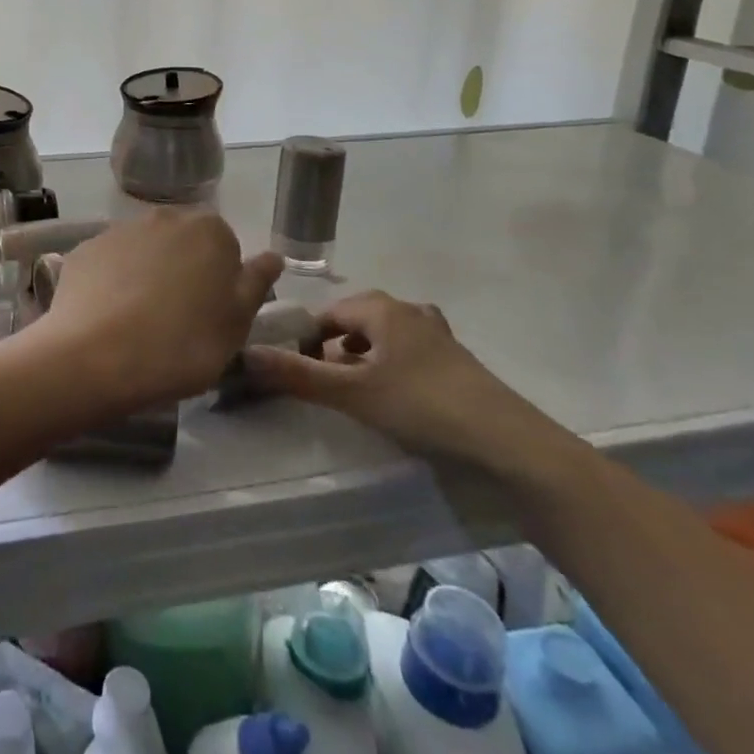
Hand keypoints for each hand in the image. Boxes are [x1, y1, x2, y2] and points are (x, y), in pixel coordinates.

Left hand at [34, 209, 280, 414]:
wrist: (98, 356)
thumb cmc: (183, 344)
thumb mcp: (237, 323)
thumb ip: (256, 282)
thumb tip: (272, 256)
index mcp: (209, 230)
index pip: (225, 248)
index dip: (220, 282)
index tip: (211, 315)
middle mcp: (163, 217)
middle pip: (181, 243)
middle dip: (182, 271)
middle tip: (178, 318)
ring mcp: (118, 230)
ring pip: (143, 251)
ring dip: (146, 274)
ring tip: (139, 321)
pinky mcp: (83, 250)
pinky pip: (108, 264)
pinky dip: (111, 283)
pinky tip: (108, 316)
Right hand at [241, 291, 556, 471]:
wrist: (509, 444)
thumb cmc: (423, 406)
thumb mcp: (353, 393)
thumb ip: (298, 375)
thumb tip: (245, 354)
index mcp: (382, 309)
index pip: (327, 313)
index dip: (305, 338)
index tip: (292, 369)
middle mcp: (409, 312)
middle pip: (357, 321)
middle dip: (333, 347)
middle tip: (320, 382)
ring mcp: (437, 337)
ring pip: (385, 338)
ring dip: (363, 358)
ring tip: (352, 390)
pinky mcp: (457, 364)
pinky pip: (409, 355)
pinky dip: (391, 368)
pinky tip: (392, 398)